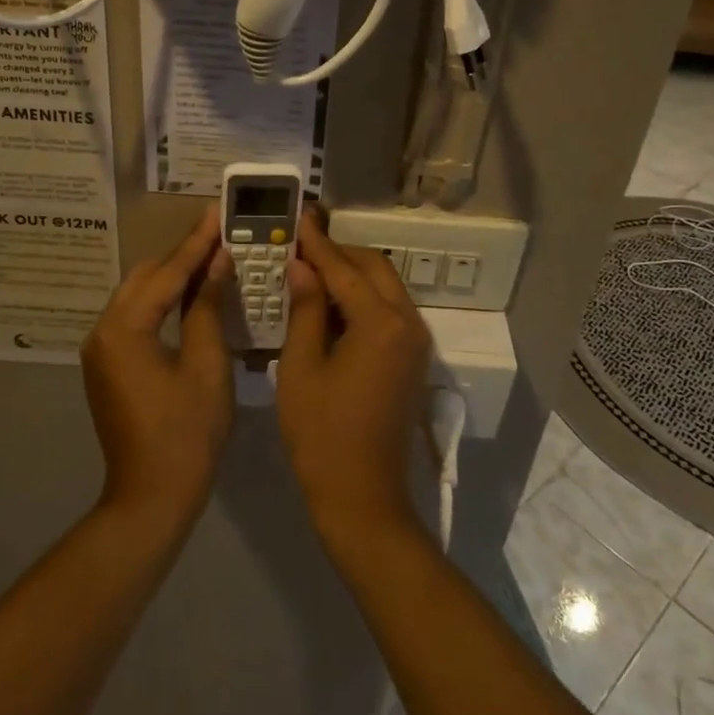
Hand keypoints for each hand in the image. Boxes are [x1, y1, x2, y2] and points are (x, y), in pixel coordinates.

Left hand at [81, 206, 234, 530]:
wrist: (151, 497)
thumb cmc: (187, 433)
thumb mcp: (207, 365)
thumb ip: (207, 307)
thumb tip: (218, 262)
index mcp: (124, 328)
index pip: (167, 273)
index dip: (197, 243)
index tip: (217, 212)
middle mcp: (103, 330)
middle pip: (145, 278)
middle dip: (182, 256)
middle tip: (219, 235)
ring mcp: (101, 349)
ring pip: (138, 296)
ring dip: (171, 278)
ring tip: (210, 258)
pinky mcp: (107, 365)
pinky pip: (135, 318)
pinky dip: (161, 303)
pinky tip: (189, 296)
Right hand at [277, 211, 431, 541]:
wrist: (362, 497)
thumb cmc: (321, 433)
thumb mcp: (300, 367)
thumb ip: (305, 309)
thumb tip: (301, 266)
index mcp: (380, 322)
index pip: (344, 268)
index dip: (317, 243)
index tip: (297, 218)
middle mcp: (408, 323)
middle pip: (374, 268)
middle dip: (339, 253)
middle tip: (302, 245)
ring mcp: (416, 342)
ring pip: (386, 287)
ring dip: (353, 274)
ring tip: (312, 269)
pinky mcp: (414, 359)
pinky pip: (390, 311)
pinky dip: (364, 298)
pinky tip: (333, 304)